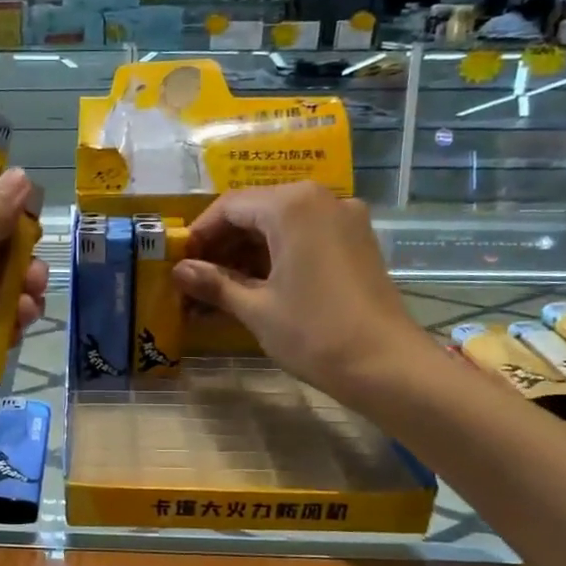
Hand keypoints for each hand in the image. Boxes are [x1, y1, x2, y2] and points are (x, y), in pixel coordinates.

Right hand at [172, 183, 429, 396]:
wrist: (386, 366)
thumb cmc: (314, 333)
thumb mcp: (255, 309)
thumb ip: (214, 284)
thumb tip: (179, 272)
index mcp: (292, 206)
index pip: (231, 206)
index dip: (200, 234)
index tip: (179, 263)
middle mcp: (321, 200)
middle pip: (257, 211)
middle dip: (223, 244)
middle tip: (196, 279)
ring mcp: (344, 220)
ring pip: (281, 226)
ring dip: (248, 253)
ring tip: (219, 290)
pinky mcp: (356, 242)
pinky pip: (305, 238)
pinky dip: (277, 257)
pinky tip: (255, 288)